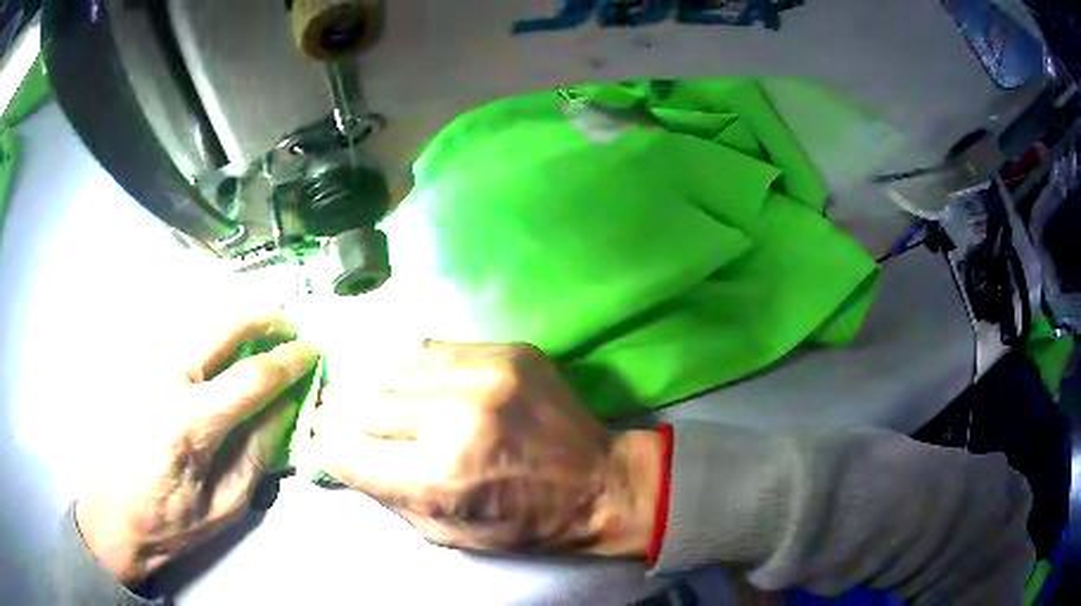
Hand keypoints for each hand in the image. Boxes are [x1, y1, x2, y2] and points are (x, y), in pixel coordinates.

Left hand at [76, 316, 319, 585]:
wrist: (113, 516)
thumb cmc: (171, 523)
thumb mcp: (226, 503)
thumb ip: (258, 451)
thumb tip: (287, 408)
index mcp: (190, 423)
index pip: (252, 377)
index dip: (289, 362)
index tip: (313, 352)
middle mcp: (166, 379)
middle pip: (224, 326)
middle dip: (264, 321)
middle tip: (289, 331)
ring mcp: (148, 368)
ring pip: (202, 324)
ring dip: (237, 327)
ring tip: (260, 343)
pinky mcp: (138, 369)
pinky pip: (183, 339)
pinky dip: (211, 339)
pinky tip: (222, 357)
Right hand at [311, 341, 661, 555]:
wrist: (599, 482)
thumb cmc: (523, 523)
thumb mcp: (447, 534)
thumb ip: (387, 495)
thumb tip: (341, 458)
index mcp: (439, 478)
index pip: (346, 452)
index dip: (325, 449)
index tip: (321, 445)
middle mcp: (455, 420)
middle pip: (363, 404)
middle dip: (344, 417)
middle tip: (341, 421)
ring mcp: (483, 377)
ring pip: (392, 370)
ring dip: (375, 389)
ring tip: (376, 401)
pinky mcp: (506, 351)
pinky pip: (431, 348)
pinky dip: (412, 369)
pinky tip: (414, 383)